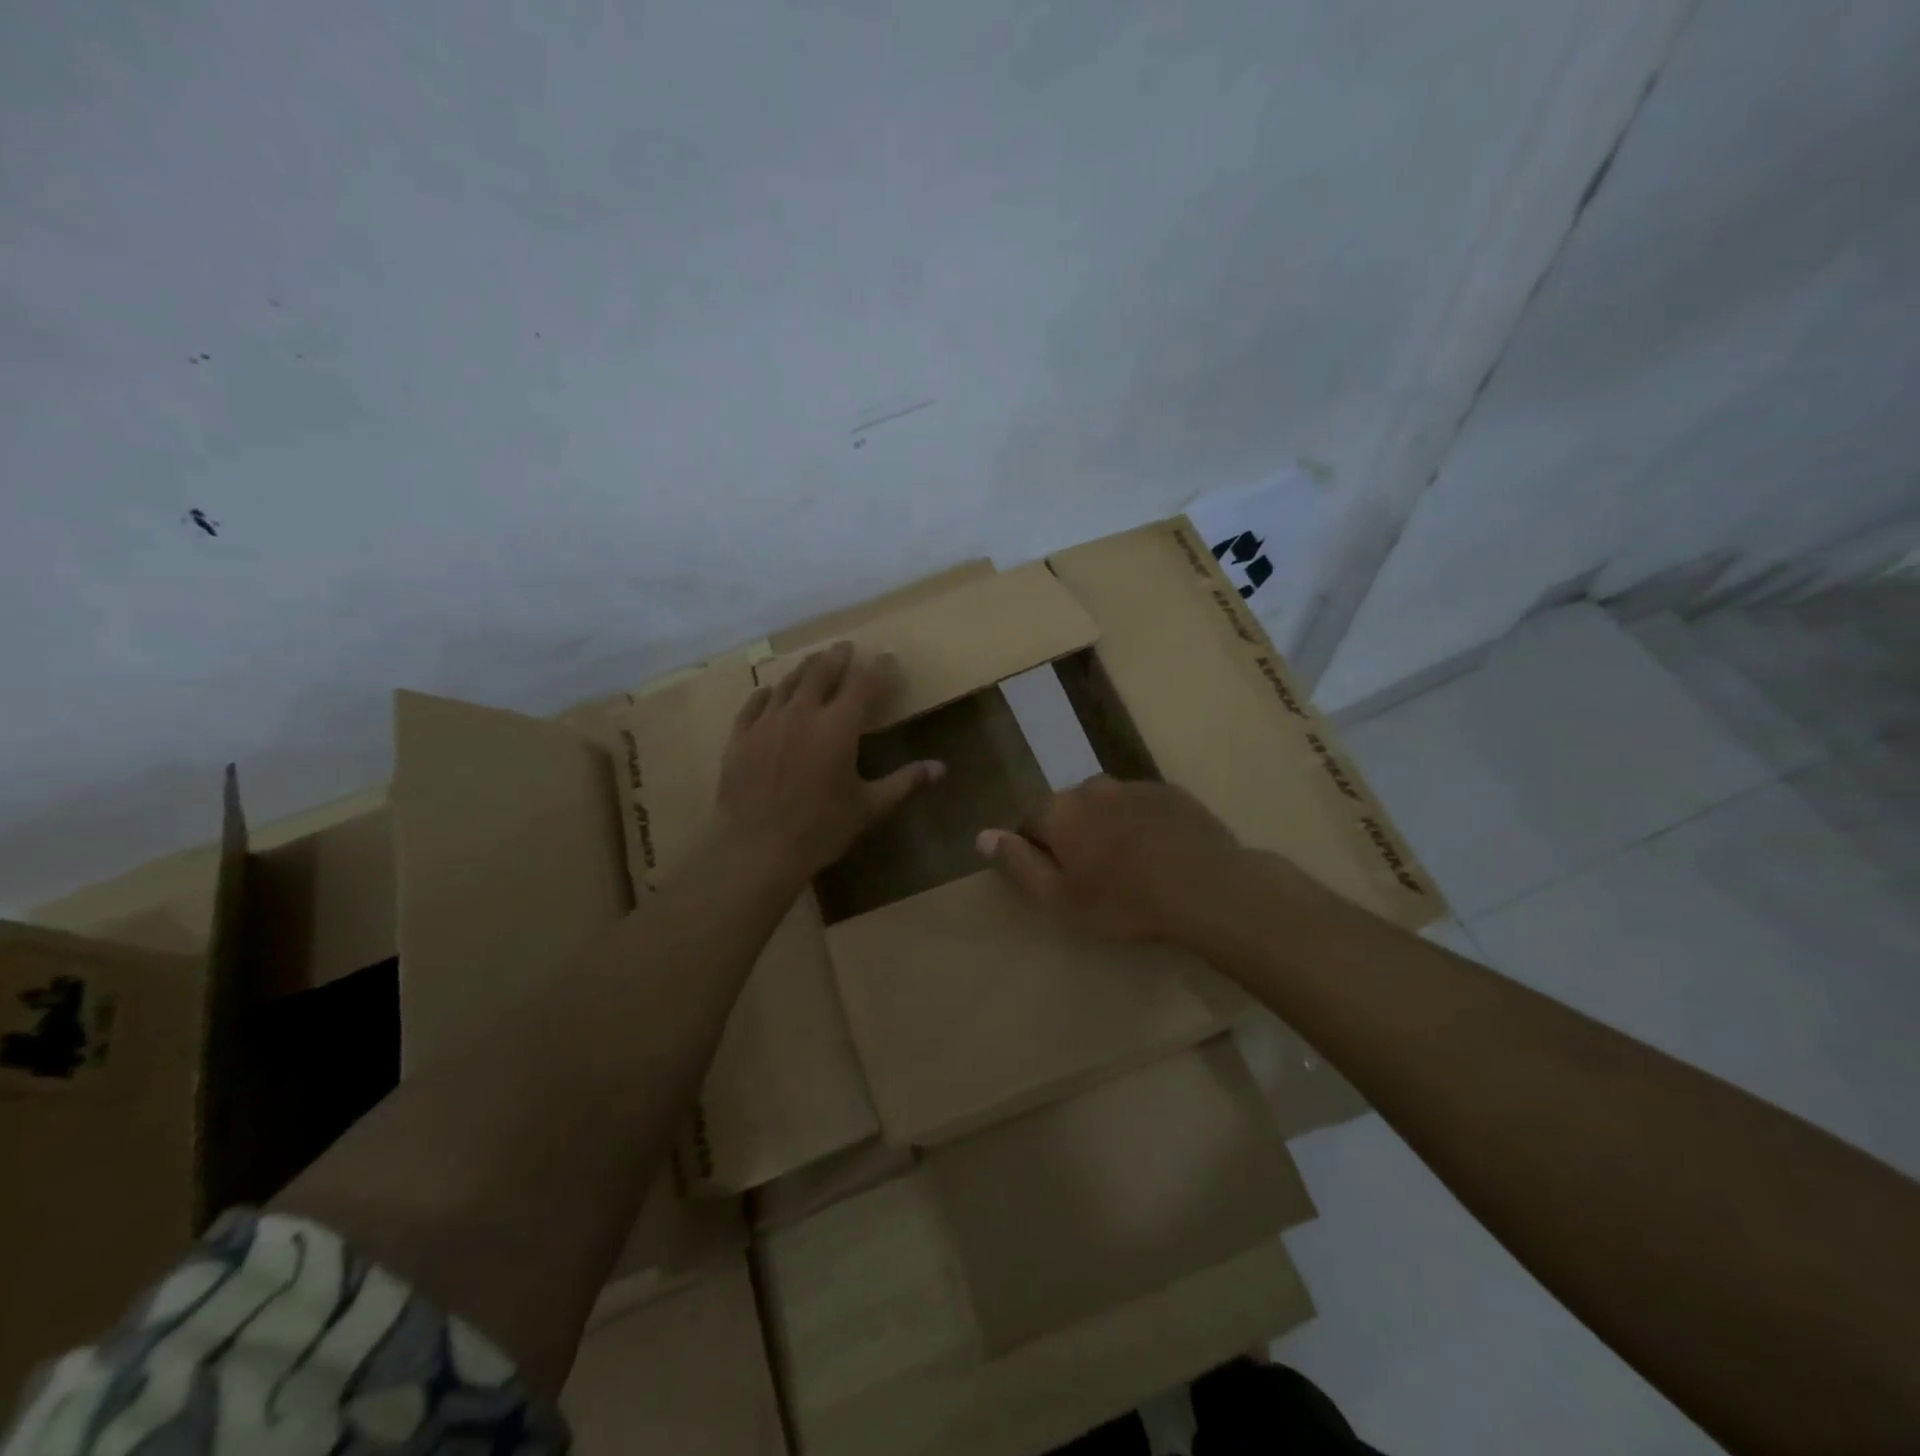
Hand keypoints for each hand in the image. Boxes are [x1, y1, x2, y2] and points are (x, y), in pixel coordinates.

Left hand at [715, 642, 942, 882]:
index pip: (864, 685)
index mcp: (838, 727)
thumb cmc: (820, 829)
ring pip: (787, 684)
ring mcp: (767, 723)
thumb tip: (940, 768)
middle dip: (837, 657)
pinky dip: (765, 694)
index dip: (879, 668)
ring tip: (813, 662)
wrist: (756, 849)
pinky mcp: (740, 738)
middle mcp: (802, 714)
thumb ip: (904, 783)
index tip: (887, 657)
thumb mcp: (870, 808)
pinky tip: (769, 692)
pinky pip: (753, 705)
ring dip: (804, 669)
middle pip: (821, 672)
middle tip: (845, 646)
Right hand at [975, 777, 1243, 943]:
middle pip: (1068, 809)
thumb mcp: (1060, 899)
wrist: (1205, 888)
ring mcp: (1133, 786)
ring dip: (1107, 826)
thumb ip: (1018, 863)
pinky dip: (1140, 823)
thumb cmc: (1124, 903)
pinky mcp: (1169, 791)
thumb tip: (982, 836)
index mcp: (1059, 811)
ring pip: (1105, 805)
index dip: (1037, 850)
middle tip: (1094, 875)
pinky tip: (1158, 853)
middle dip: (1073, 835)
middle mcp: (1091, 787)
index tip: (1056, 878)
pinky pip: (1140, 805)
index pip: (1029, 822)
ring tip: (1129, 865)